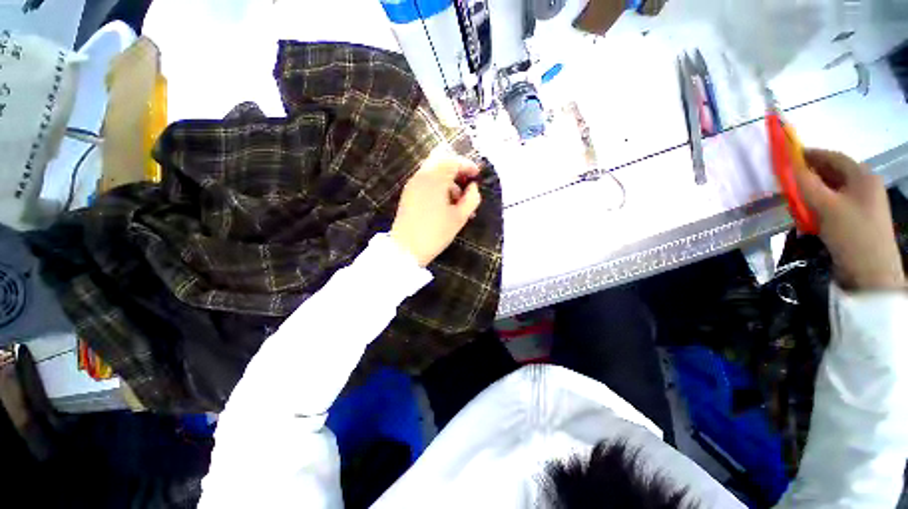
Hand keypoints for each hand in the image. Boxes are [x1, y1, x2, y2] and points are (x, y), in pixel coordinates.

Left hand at [390, 152, 481, 266]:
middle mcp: (421, 176)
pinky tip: (445, 204)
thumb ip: (471, 198)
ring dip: (448, 181)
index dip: (467, 165)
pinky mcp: (408, 194)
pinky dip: (438, 187)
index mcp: (434, 179)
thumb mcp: (460, 217)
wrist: (406, 249)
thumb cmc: (436, 233)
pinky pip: (426, 182)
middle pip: (441, 162)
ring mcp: (412, 185)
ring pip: (433, 172)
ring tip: (459, 202)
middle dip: (457, 170)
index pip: (453, 161)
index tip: (477, 174)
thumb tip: (473, 187)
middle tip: (467, 184)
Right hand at [795, 149, 904, 290]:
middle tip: (785, 182)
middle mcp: (864, 184)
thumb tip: (787, 164)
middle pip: (831, 173)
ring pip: (830, 190)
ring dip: (811, 194)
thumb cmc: (851, 233)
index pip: (832, 156)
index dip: (808, 155)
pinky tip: (807, 217)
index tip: (785, 158)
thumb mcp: (826, 206)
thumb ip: (805, 183)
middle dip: (808, 176)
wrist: (870, 271)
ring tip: (793, 201)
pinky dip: (817, 207)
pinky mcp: (856, 218)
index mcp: (862, 176)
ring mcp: (861, 202)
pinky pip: (832, 205)